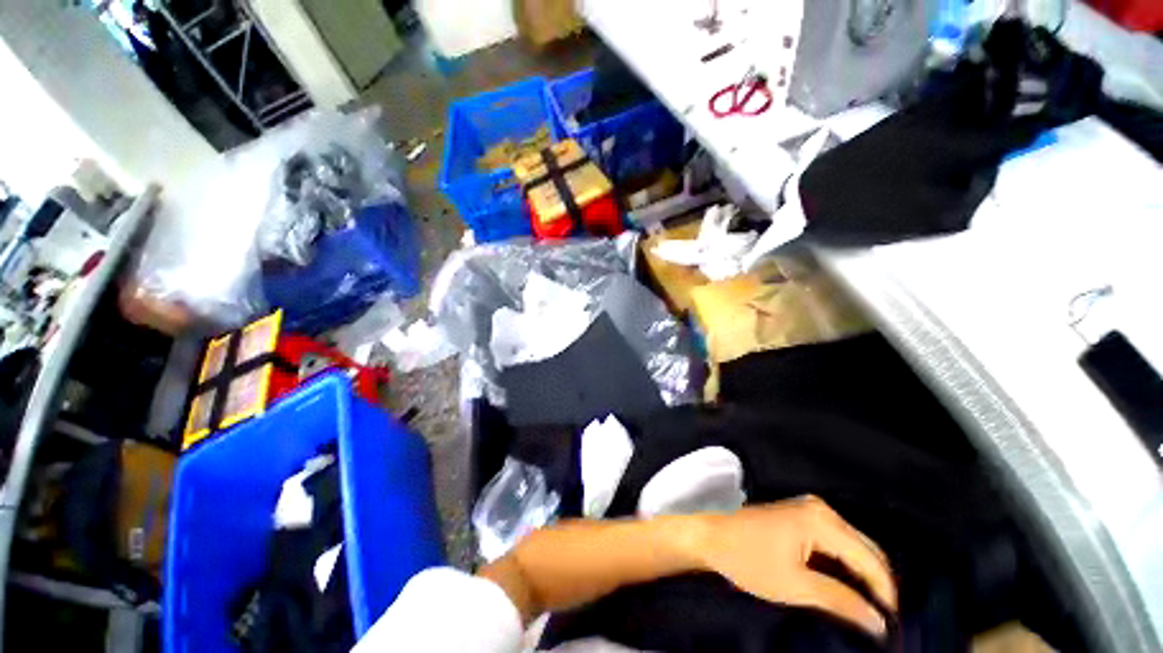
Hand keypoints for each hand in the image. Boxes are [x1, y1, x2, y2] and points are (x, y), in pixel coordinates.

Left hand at [693, 496, 896, 638]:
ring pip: (852, 544)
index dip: (885, 593)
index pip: (870, 559)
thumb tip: (879, 622)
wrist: (711, 535)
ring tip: (867, 606)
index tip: (890, 625)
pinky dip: (845, 562)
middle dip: (877, 583)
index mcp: (821, 520)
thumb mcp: (796, 586)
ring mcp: (808, 508)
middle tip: (881, 618)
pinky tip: (846, 584)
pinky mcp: (799, 514)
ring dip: (862, 573)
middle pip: (865, 548)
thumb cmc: (749, 559)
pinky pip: (835, 539)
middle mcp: (820, 508)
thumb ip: (841, 601)